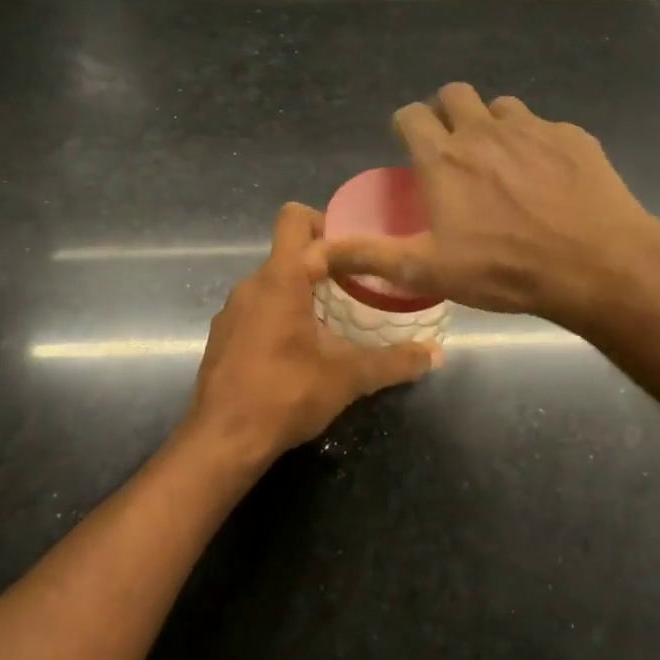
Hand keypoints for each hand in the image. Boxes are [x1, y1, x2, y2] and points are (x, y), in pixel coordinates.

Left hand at [185, 203, 437, 465]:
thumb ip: (394, 361)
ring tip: (333, 322)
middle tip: (356, 289)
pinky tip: (299, 350)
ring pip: (272, 283)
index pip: (296, 220)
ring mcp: (231, 311)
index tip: (358, 254)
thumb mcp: (348, 377)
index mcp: (280, 279)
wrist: (223, 440)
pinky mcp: (222, 336)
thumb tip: (436, 354)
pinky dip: (280, 316)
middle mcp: (250, 285)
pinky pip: (256, 309)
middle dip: (322, 265)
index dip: (329, 225)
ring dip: (302, 293)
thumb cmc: (286, 394)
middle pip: (288, 252)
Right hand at [315, 84, 659, 327]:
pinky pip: (545, 127)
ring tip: (501, 164)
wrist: (596, 265)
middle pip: (454, 94)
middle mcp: (483, 129)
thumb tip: (314, 252)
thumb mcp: (428, 270)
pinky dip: (536, 143)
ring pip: (501, 107)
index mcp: (443, 156)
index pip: (410, 116)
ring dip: (493, 126)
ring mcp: (532, 128)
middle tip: (454, 151)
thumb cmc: (503, 268)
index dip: (405, 127)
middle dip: (447, 113)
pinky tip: (548, 179)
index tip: (410, 146)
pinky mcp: (572, 136)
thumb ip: (370, 255)